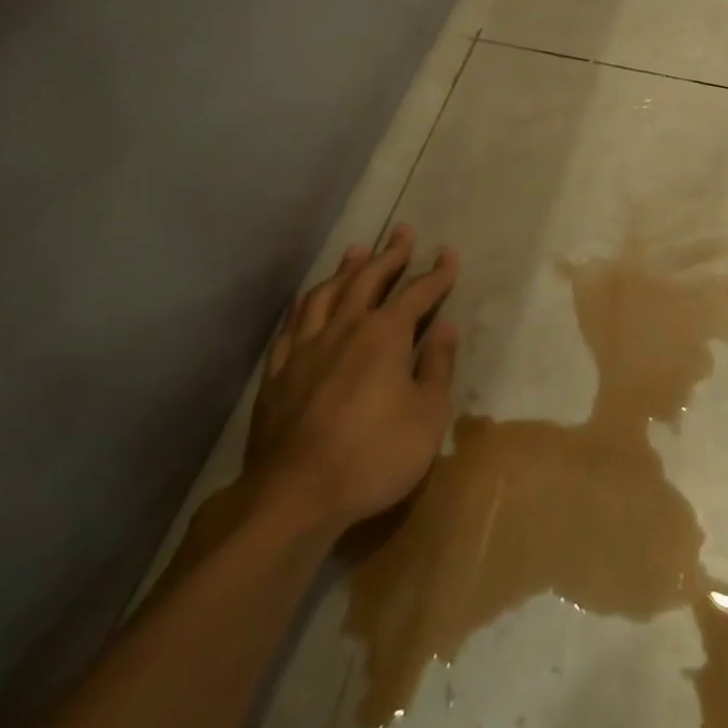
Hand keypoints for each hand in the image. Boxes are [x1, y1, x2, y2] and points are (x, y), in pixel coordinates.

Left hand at [235, 225, 458, 540]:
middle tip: (402, 231)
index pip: (417, 292)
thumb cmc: (374, 456)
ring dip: (345, 269)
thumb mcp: (427, 416)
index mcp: (385, 334)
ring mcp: (306, 348)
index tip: (448, 254)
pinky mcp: (279, 373)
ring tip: (356, 250)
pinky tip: (309, 304)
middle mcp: (345, 328)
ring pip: (326, 294)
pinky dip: (306, 306)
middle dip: (390, 254)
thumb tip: (445, 328)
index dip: (436, 273)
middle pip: (369, 279)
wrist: (294, 496)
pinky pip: (293, 325)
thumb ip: (437, 367)